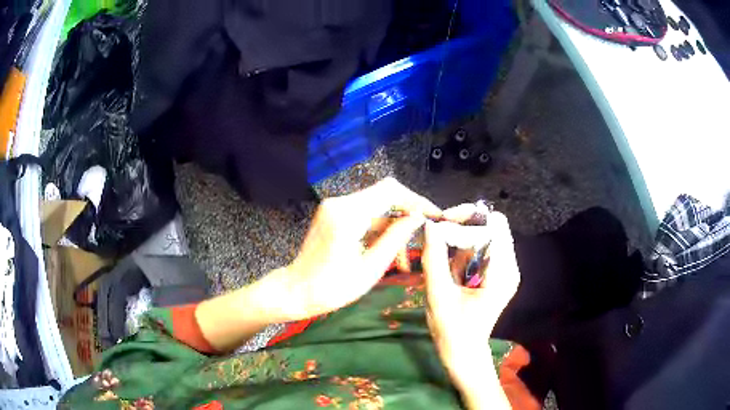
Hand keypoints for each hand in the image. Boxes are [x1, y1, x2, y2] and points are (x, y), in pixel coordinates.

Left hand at [274, 178, 440, 319]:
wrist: (296, 291)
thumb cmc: (332, 288)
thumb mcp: (371, 268)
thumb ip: (395, 238)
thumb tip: (419, 218)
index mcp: (348, 214)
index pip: (391, 190)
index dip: (416, 199)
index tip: (434, 214)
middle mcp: (340, 202)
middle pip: (384, 194)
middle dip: (407, 213)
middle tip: (423, 235)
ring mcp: (334, 207)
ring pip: (376, 206)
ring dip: (393, 225)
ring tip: (403, 257)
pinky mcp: (333, 214)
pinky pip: (364, 214)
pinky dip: (379, 229)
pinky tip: (387, 251)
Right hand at [422, 207, 519, 406]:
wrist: (463, 352)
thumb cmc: (452, 330)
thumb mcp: (439, 295)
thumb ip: (434, 258)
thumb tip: (429, 226)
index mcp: (502, 271)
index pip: (494, 224)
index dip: (468, 218)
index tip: (441, 224)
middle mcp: (508, 266)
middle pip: (491, 226)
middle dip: (462, 226)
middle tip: (436, 235)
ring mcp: (503, 269)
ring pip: (484, 235)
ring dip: (461, 240)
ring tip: (443, 259)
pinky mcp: (495, 274)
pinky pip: (480, 249)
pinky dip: (463, 251)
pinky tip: (451, 269)